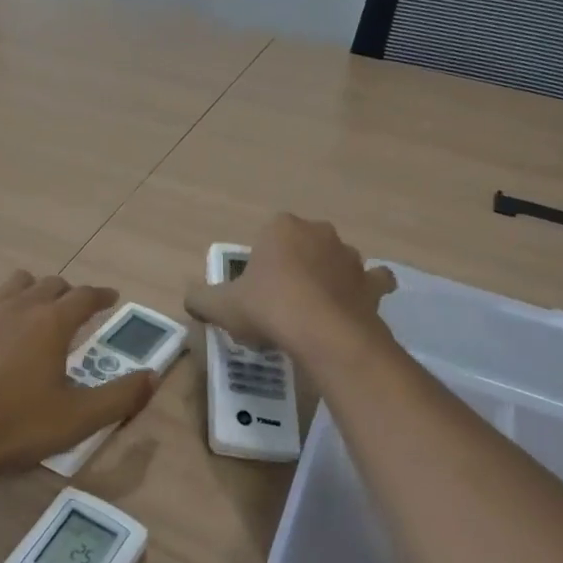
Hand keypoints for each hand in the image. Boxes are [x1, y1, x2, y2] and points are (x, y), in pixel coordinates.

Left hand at [0, 271, 159, 487]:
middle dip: (70, 293)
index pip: (86, 296)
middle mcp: (22, 305)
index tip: (112, 298)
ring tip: (39, 308)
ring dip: (34, 289)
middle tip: (78, 312)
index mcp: (53, 322)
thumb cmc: (17, 426)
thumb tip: (153, 376)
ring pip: (18, 281)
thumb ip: (121, 396)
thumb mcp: (79, 418)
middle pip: (53, 284)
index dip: (102, 295)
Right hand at [183, 213, 396, 366]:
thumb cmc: (269, 308)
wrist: (324, 334)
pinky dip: (364, 290)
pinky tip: (354, 306)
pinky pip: (371, 281)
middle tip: (279, 301)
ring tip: (314, 309)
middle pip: (301, 246)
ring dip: (327, 276)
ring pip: (335, 260)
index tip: (254, 292)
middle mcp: (318, 232)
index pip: (266, 237)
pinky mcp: (371, 283)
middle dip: (293, 265)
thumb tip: (191, 298)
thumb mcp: (221, 306)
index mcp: (281, 227)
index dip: (259, 264)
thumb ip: (201, 299)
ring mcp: (349, 256)